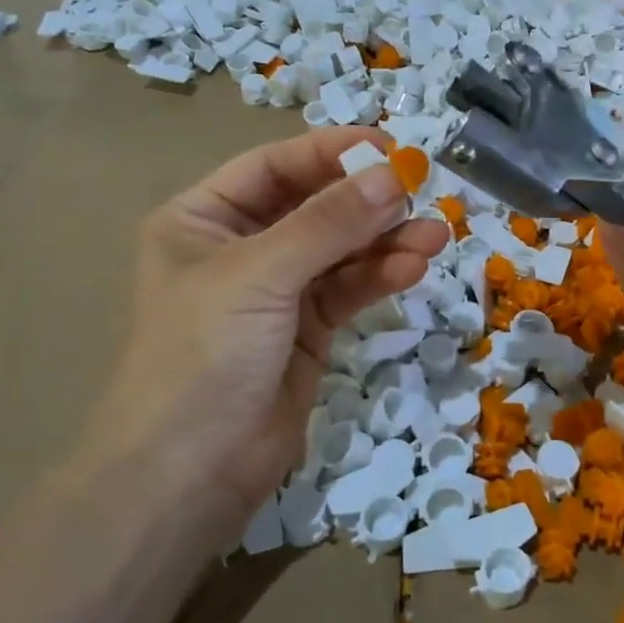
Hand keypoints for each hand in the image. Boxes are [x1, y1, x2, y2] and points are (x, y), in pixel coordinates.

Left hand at [90, 127, 448, 535]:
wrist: (188, 476)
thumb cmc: (202, 355)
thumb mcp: (260, 274)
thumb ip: (329, 223)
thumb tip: (394, 174)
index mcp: (204, 219)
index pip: (275, 166)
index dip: (331, 152)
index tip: (389, 146)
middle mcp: (241, 247)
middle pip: (315, 205)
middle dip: (366, 200)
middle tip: (421, 190)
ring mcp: (277, 290)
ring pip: (341, 249)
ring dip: (386, 240)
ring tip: (434, 235)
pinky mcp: (307, 329)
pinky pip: (349, 288)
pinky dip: (381, 276)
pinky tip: (414, 267)